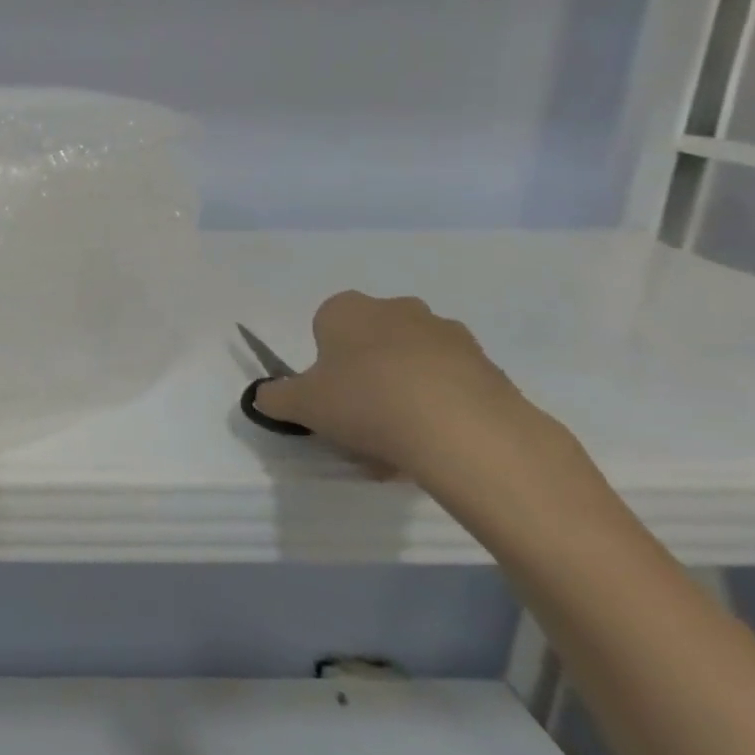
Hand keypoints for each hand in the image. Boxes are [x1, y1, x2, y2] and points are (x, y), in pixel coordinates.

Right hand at [252, 290, 569, 496]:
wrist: (463, 431)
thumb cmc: (364, 401)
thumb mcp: (300, 404)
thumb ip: (274, 397)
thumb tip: (265, 396)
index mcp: (347, 309)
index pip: (325, 326)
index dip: (324, 362)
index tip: (328, 395)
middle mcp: (397, 309)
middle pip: (371, 342)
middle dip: (365, 374)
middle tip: (359, 418)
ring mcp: (448, 335)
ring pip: (412, 364)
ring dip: (403, 392)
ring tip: (399, 443)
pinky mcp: (489, 366)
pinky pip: (450, 385)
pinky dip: (439, 409)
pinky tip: (433, 445)